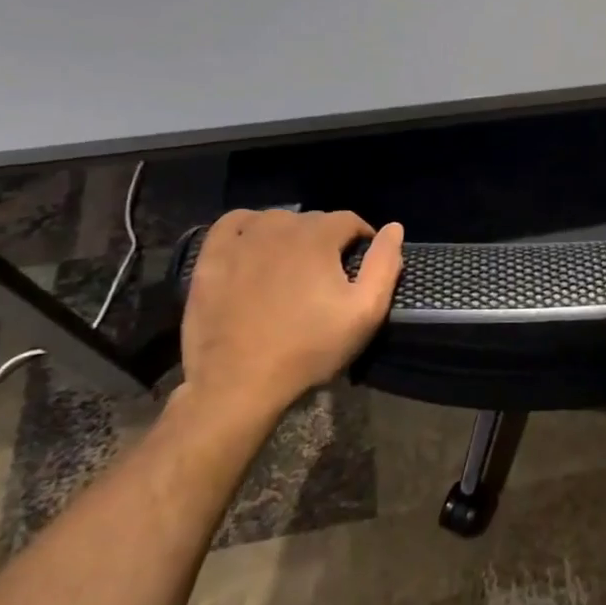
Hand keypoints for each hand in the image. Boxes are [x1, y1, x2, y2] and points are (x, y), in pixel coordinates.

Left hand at [176, 209, 403, 440]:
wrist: (238, 384)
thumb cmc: (308, 349)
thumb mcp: (364, 313)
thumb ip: (384, 265)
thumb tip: (394, 228)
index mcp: (317, 236)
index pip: (349, 220)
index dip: (361, 239)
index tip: (361, 264)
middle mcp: (279, 226)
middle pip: (312, 220)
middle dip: (327, 240)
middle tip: (328, 275)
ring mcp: (240, 240)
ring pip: (275, 220)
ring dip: (290, 235)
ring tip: (293, 266)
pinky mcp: (211, 258)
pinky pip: (233, 224)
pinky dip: (248, 228)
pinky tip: (254, 247)